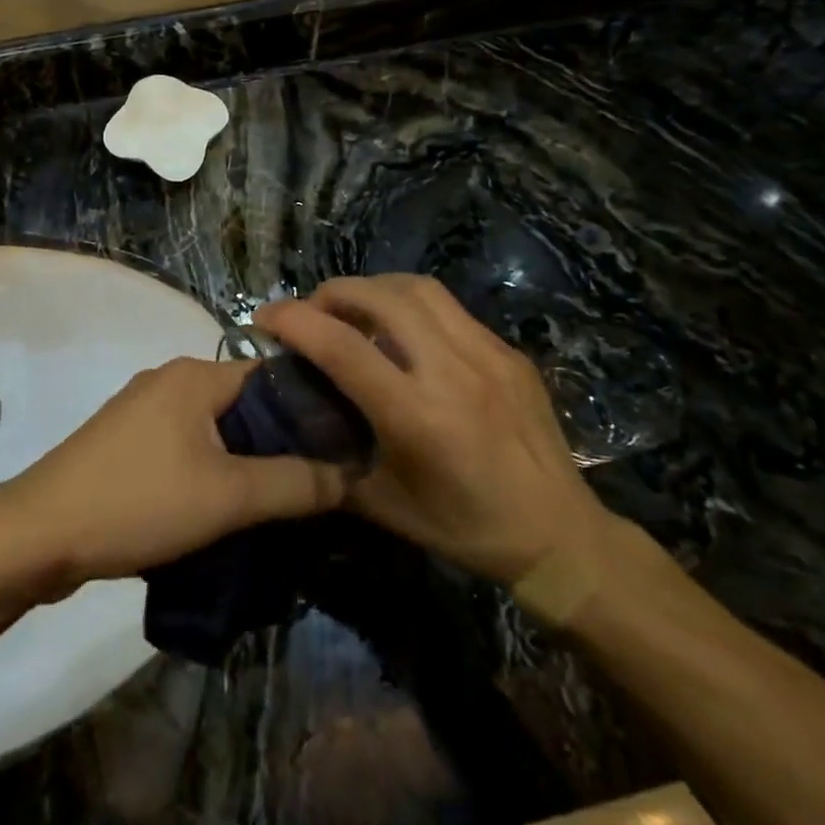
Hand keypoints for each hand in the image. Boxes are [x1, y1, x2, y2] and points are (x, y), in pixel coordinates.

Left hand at [0, 358, 347, 594]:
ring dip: (245, 463)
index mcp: (195, 375)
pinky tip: (226, 511)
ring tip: (279, 506)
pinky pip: (185, 449)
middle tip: (316, 488)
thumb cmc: (138, 502)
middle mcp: (169, 381)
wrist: (38, 534)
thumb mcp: (228, 497)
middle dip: (280, 444)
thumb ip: (295, 483)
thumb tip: (350, 473)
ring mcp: (143, 412)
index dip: (312, 410)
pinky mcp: (126, 445)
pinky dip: (211, 473)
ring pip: (215, 431)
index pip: (274, 376)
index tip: (344, 450)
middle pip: (245, 405)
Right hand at [256, 276, 616, 589]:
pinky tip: (404, 333)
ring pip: (419, 289)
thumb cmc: (464, 528)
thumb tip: (294, 428)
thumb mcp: (384, 506)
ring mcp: (487, 355)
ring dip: (373, 289)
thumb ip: (331, 462)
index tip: (265, 316)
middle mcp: (452, 372)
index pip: (342, 347)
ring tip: (354, 310)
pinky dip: (411, 306)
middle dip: (333, 292)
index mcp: (417, 416)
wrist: (559, 535)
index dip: (295, 321)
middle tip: (312, 311)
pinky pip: (449, 309)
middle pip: (381, 297)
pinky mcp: (509, 352)